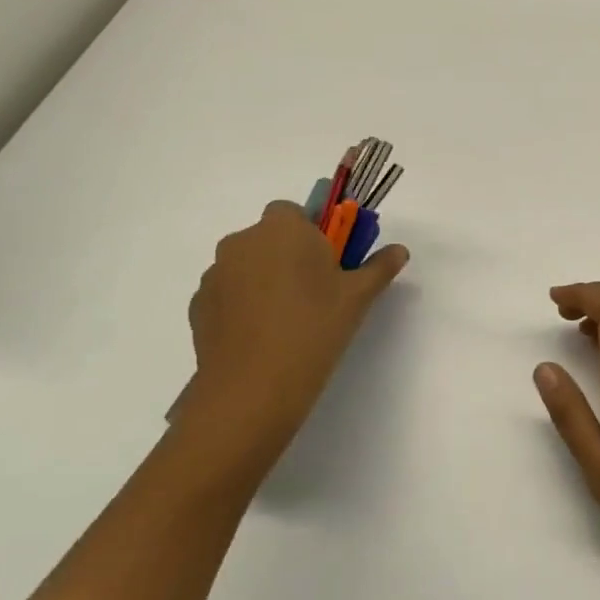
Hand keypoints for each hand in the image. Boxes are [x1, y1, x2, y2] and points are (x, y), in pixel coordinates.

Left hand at [178, 201, 407, 476]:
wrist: (253, 388)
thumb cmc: (314, 328)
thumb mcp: (358, 297)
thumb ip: (379, 267)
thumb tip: (399, 251)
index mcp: (282, 228)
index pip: (295, 212)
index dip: (313, 234)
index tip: (330, 264)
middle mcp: (242, 241)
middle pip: (270, 237)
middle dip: (289, 256)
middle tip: (316, 293)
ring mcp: (215, 274)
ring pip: (248, 265)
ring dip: (265, 280)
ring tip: (288, 321)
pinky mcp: (199, 305)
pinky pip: (229, 293)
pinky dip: (244, 305)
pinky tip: (263, 337)